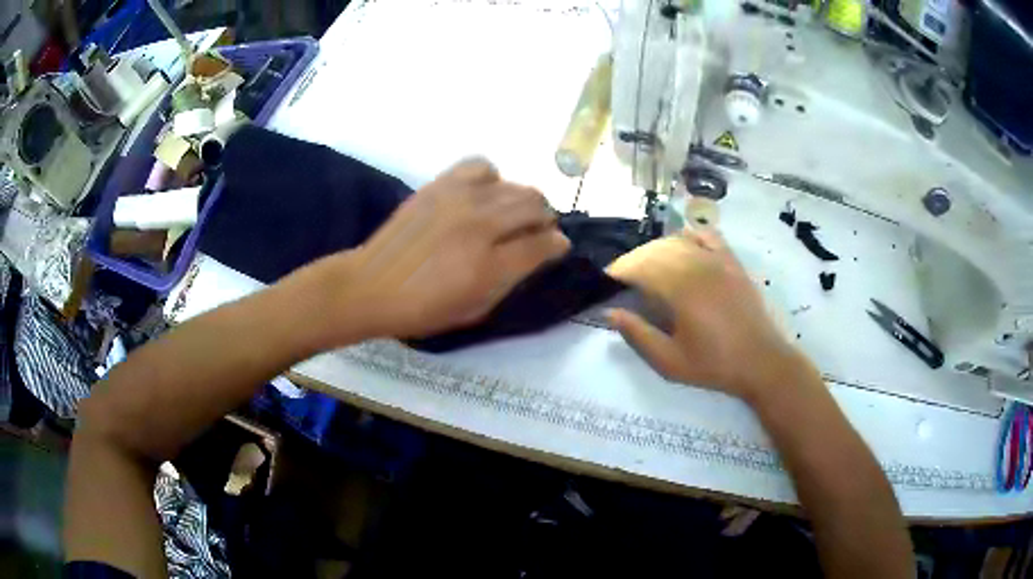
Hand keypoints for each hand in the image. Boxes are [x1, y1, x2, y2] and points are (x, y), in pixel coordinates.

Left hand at [315, 159, 569, 340]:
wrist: (371, 286)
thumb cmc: (422, 309)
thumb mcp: (474, 310)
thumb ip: (510, 280)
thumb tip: (536, 254)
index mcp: (489, 267)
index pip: (544, 245)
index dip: (558, 245)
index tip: (558, 246)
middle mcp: (480, 227)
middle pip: (535, 207)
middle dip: (545, 220)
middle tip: (536, 231)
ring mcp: (459, 200)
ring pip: (515, 186)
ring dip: (524, 200)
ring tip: (513, 214)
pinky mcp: (440, 185)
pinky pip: (481, 166)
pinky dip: (492, 178)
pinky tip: (484, 194)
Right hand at [606, 228, 811, 402]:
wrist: (760, 361)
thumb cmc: (713, 365)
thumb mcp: (669, 361)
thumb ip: (638, 335)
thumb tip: (610, 312)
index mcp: (680, 291)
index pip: (640, 267)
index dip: (619, 270)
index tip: (607, 280)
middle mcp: (697, 267)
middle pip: (656, 251)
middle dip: (634, 260)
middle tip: (624, 278)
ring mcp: (717, 261)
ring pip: (678, 241)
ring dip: (656, 249)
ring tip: (648, 266)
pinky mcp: (732, 262)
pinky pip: (707, 236)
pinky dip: (690, 236)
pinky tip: (683, 246)